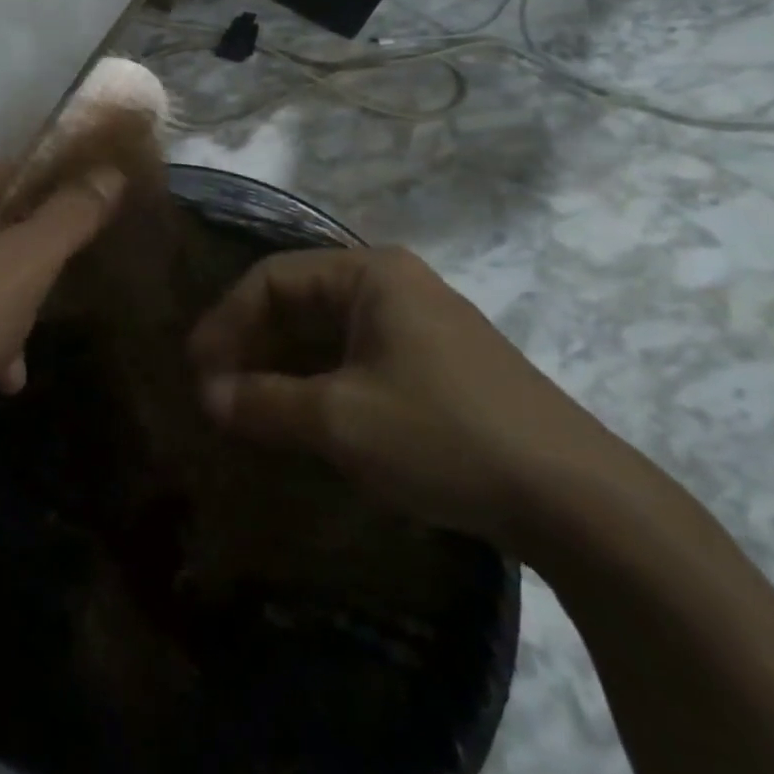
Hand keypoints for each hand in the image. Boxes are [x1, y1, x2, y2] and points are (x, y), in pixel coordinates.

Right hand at [188, 246, 631, 552]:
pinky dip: (319, 383)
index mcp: (368, 272)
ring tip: (248, 408)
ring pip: (326, 333)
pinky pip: (355, 358)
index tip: (195, 369)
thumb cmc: (444, 435)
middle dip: (252, 345)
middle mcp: (391, 283)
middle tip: (215, 391)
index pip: (271, 278)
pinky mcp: (435, 364)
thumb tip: (204, 397)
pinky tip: (303, 419)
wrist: (578, 500)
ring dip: (283, 367)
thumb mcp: (341, 421)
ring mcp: (417, 323)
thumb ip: (264, 403)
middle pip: (298, 301)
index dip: (226, 321)